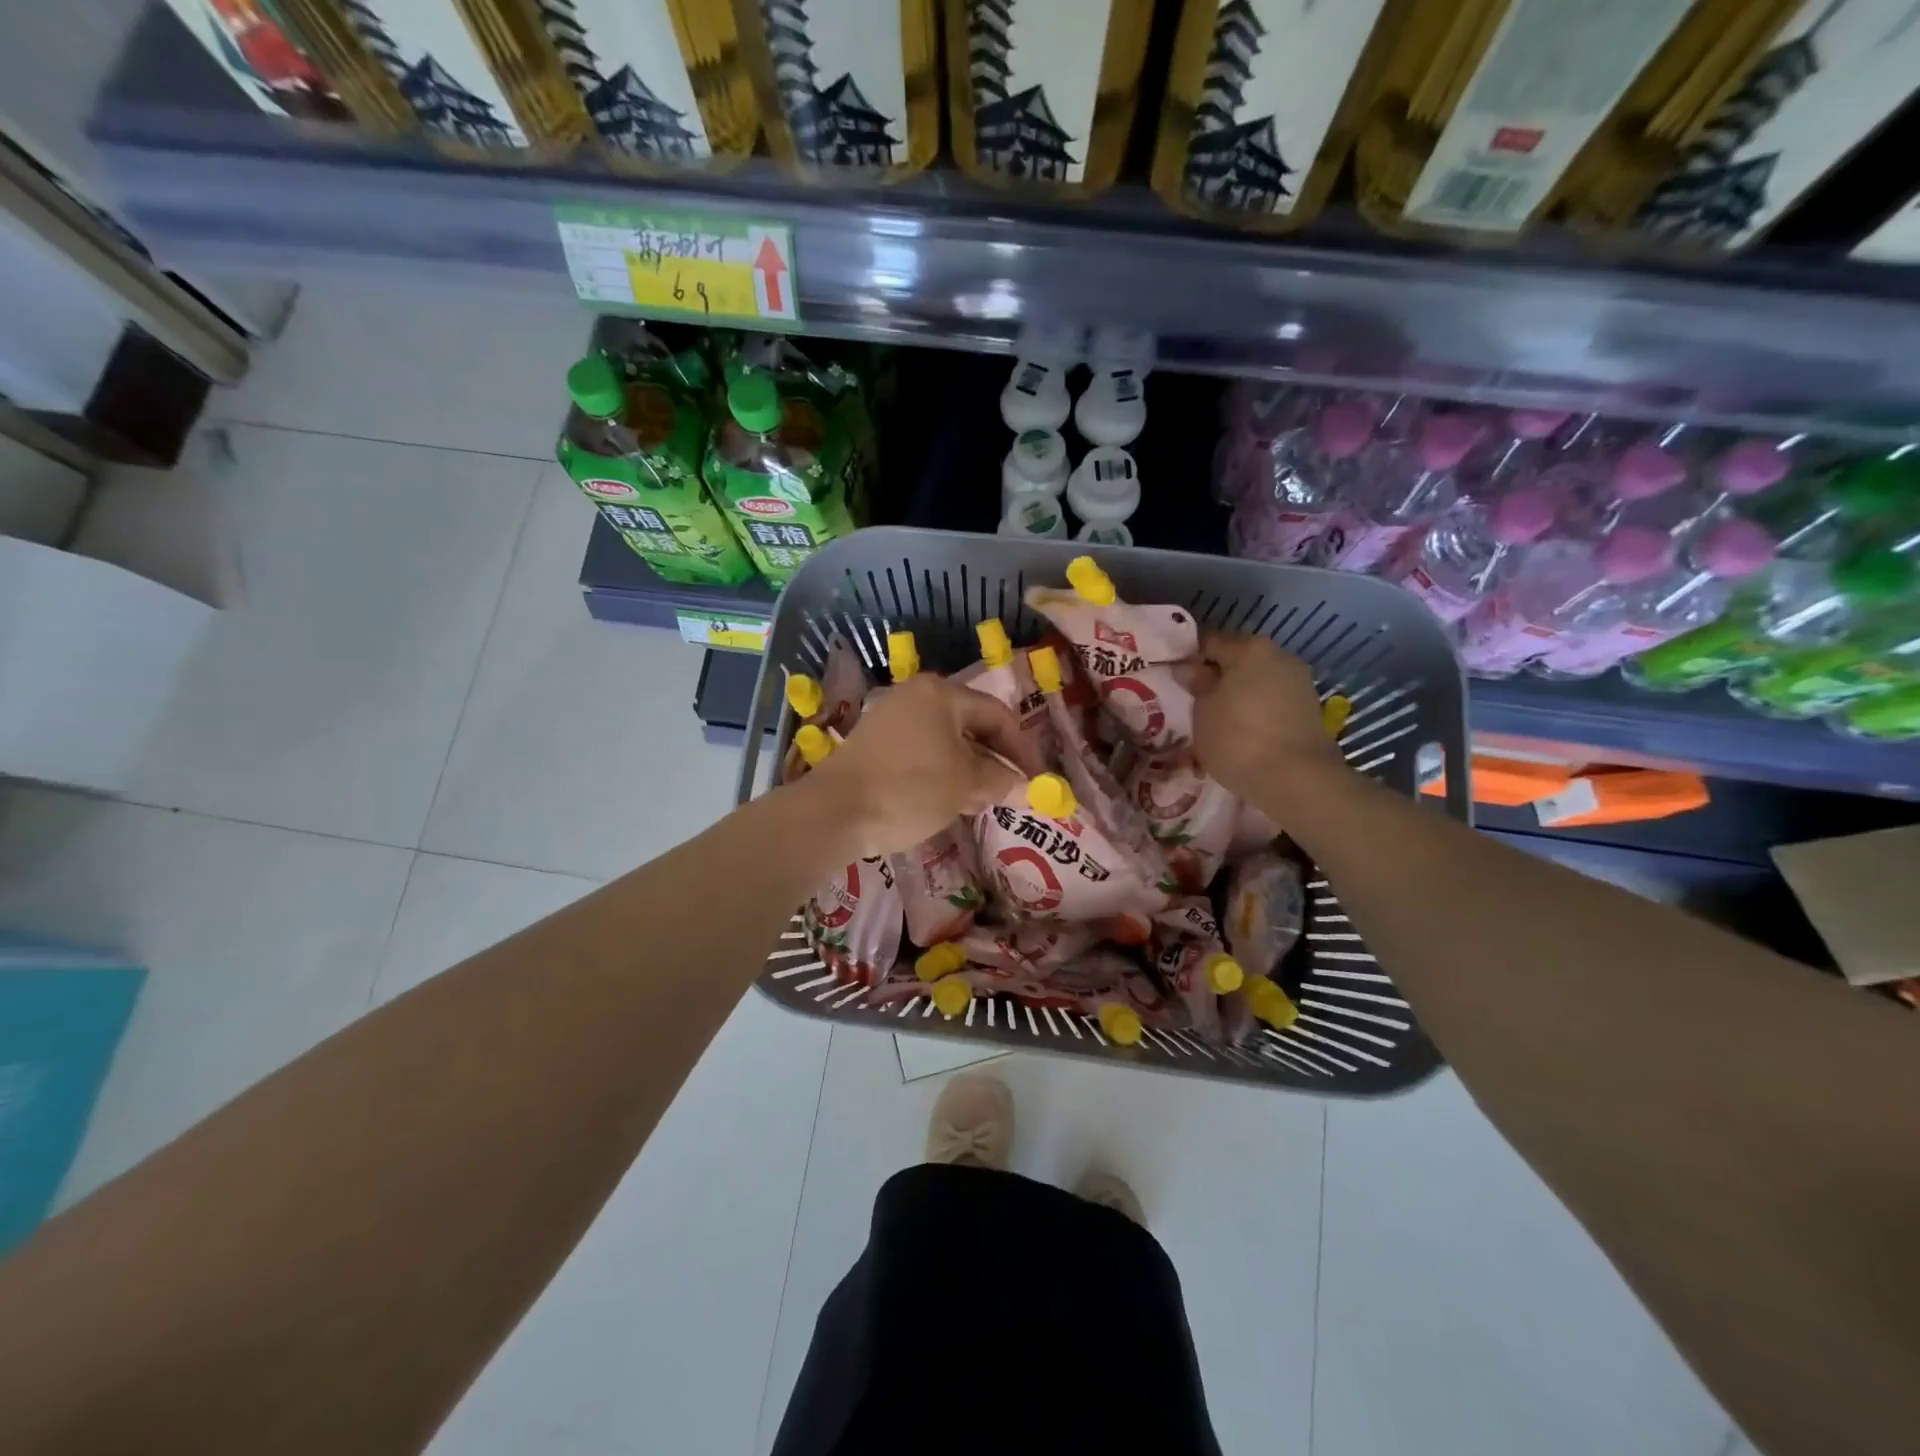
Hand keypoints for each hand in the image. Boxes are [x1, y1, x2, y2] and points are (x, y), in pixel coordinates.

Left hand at [802, 674, 1046, 858]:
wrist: (834, 812)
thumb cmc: (909, 789)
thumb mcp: (965, 786)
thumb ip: (1000, 780)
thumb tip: (1023, 785)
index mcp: (941, 693)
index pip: (997, 715)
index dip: (1022, 749)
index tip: (1034, 780)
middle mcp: (915, 695)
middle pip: (970, 724)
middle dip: (993, 759)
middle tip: (1007, 793)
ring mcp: (890, 717)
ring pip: (944, 740)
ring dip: (967, 768)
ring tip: (977, 802)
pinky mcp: (873, 742)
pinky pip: (920, 751)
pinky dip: (939, 771)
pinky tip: (943, 800)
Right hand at [1175, 631, 1344, 806]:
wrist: (1296, 780)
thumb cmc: (1238, 738)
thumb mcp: (1203, 711)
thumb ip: (1197, 684)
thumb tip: (1189, 669)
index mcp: (1251, 648)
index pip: (1209, 641)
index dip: (1188, 658)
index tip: (1173, 679)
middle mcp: (1280, 656)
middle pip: (1238, 660)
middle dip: (1216, 677)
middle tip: (1193, 701)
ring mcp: (1299, 683)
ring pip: (1257, 682)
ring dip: (1237, 695)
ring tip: (1216, 720)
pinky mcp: (1309, 710)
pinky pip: (1272, 701)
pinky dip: (1255, 711)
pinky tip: (1242, 732)